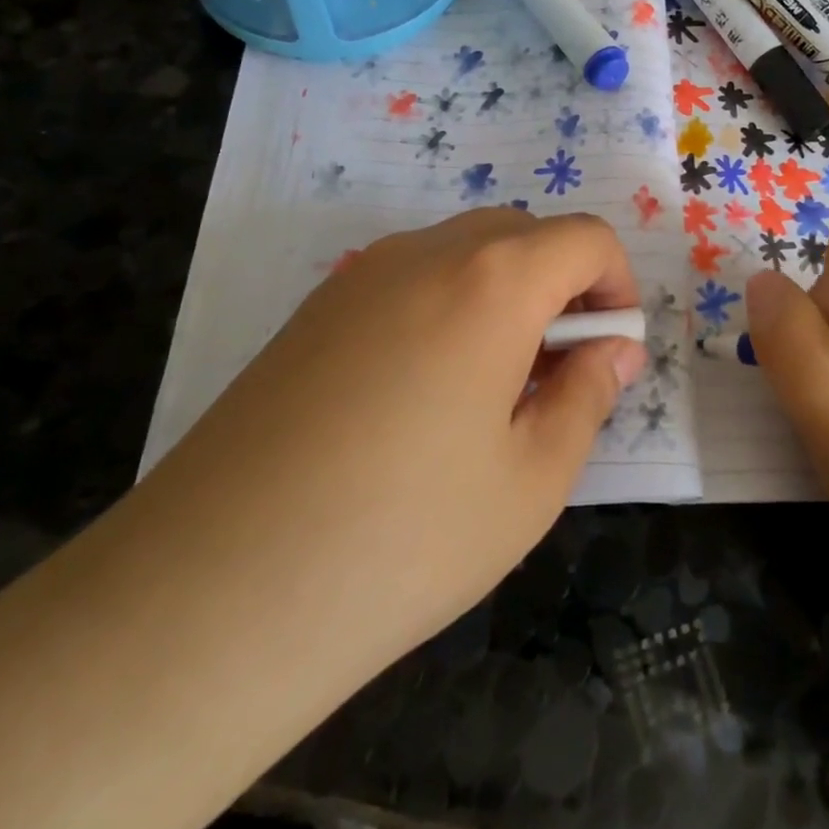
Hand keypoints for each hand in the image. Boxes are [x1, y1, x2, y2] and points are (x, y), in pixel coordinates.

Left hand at [149, 208, 644, 689]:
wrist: (210, 593)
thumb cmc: (403, 537)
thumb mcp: (532, 479)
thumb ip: (588, 395)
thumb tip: (613, 351)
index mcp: (491, 281)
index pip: (585, 238)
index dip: (618, 286)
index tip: (610, 353)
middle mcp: (424, 254)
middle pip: (524, 235)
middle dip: (563, 288)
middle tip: (556, 377)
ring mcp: (359, 276)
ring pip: (464, 253)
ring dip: (506, 296)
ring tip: (492, 393)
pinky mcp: (314, 311)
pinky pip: (410, 280)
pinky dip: (449, 308)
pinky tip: (421, 398)